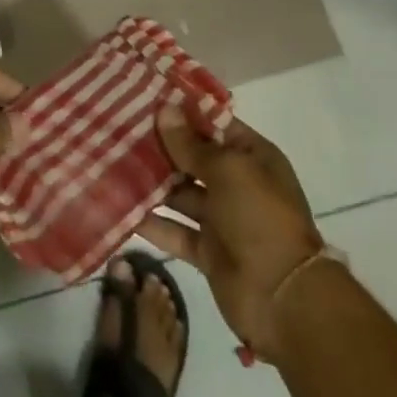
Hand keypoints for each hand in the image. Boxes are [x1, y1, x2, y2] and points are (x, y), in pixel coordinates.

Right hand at [139, 107, 325, 362]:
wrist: (284, 299)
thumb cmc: (260, 218)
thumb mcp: (228, 171)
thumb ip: (191, 144)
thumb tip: (165, 109)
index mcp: (252, 158)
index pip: (214, 125)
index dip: (183, 112)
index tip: (146, 98)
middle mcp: (237, 184)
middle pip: (193, 158)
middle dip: (161, 145)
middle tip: (119, 127)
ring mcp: (221, 219)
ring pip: (180, 193)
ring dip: (152, 181)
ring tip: (112, 161)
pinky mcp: (206, 251)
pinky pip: (174, 230)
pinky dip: (151, 221)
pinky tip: (119, 205)